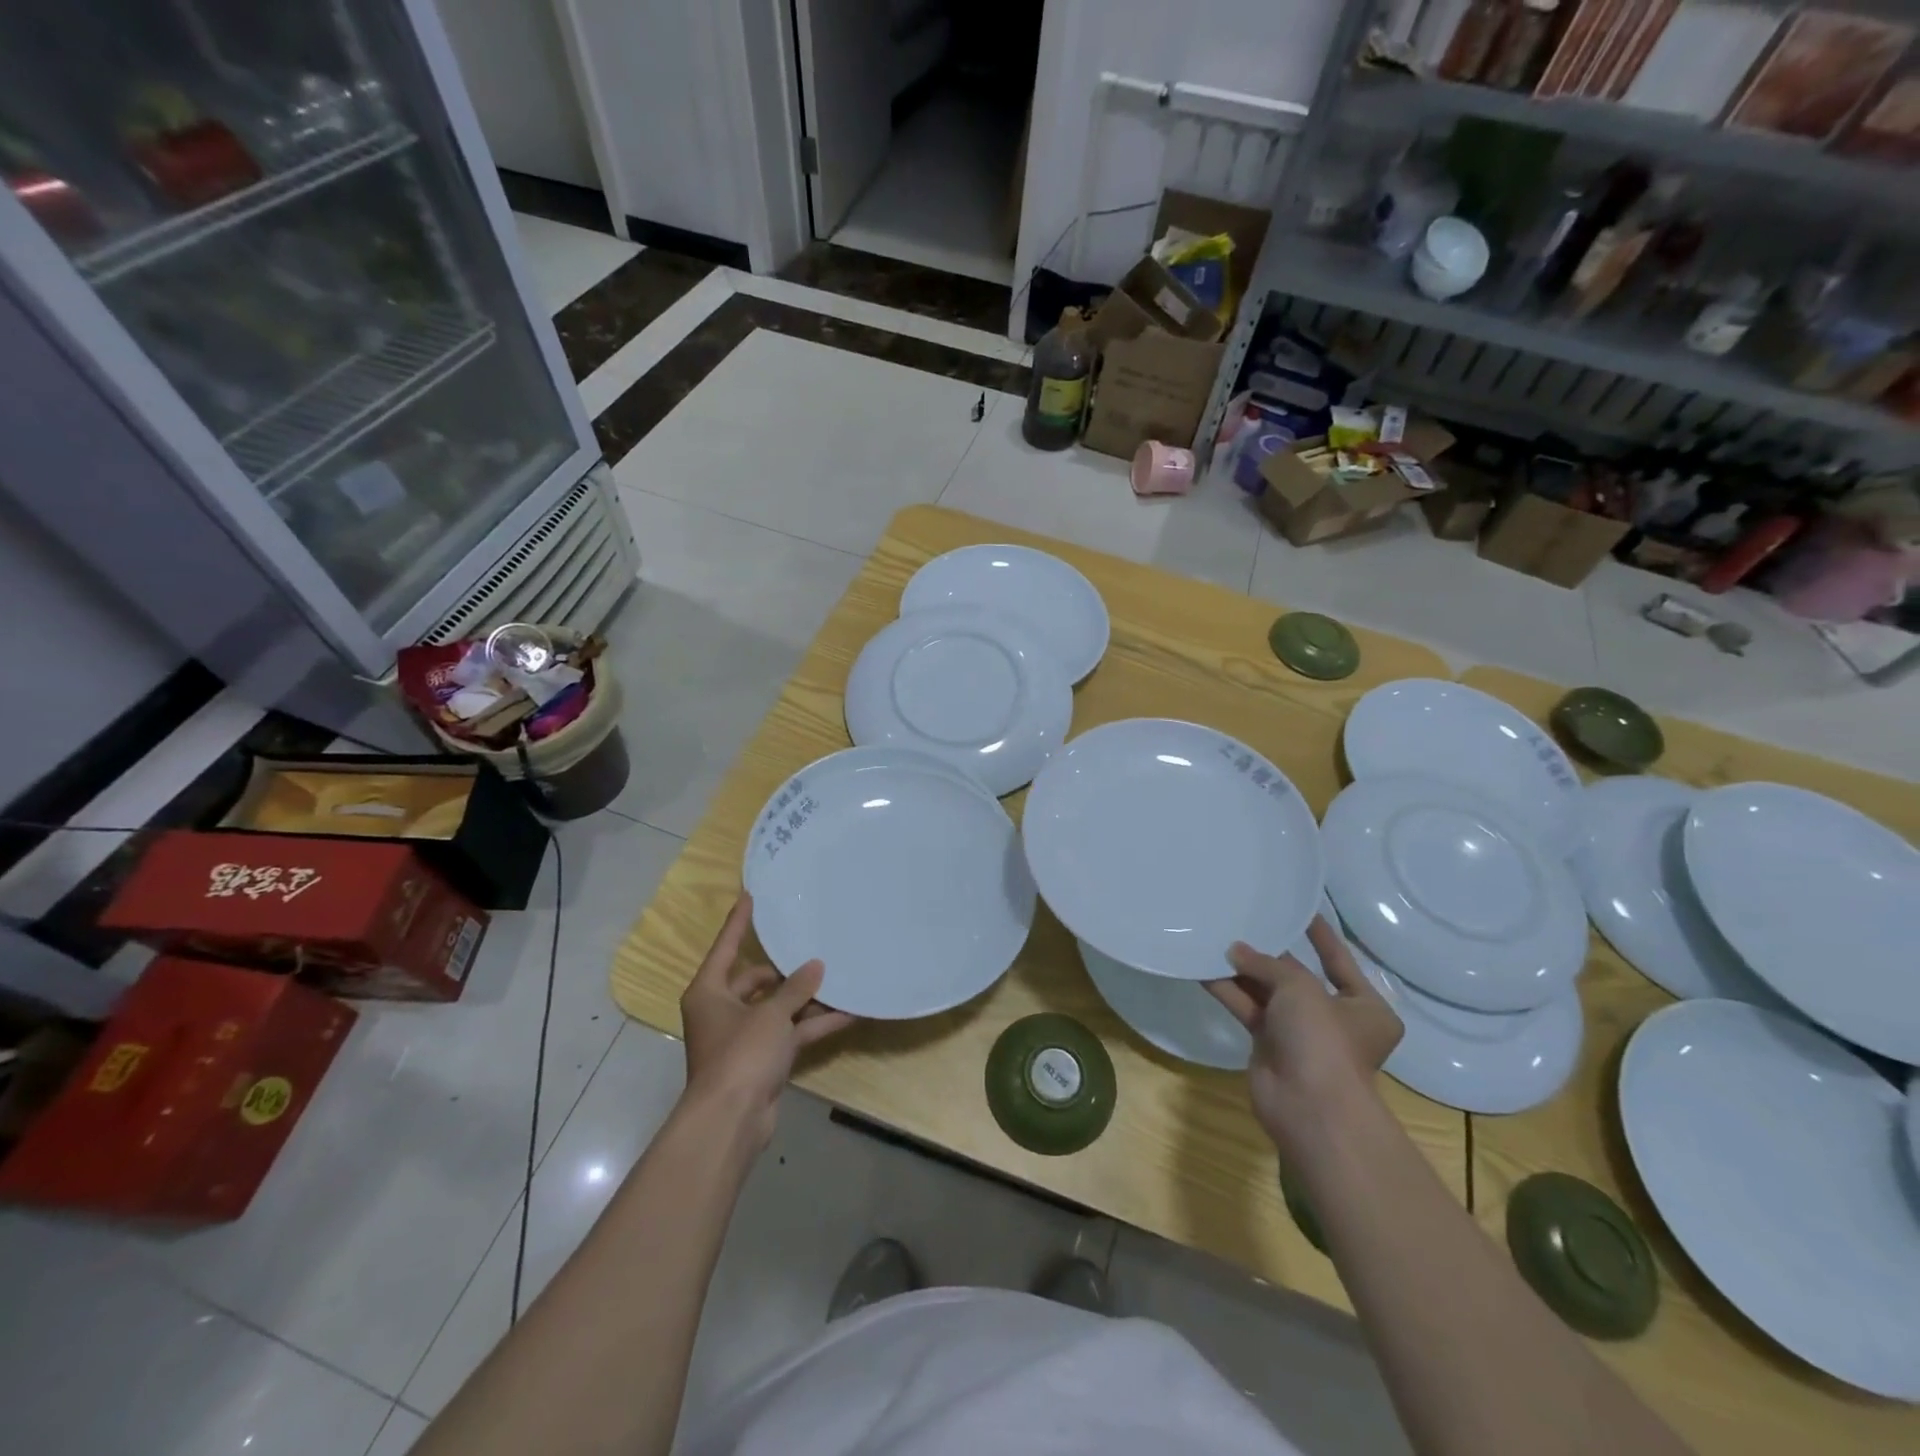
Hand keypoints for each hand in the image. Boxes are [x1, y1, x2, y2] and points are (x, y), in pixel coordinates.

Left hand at [679, 893, 854, 1148]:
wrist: (731, 1121)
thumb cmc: (740, 1055)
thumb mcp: (771, 1015)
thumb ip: (796, 988)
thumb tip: (816, 966)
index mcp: (709, 992)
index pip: (726, 946)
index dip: (739, 921)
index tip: (752, 895)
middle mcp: (722, 1010)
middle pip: (756, 980)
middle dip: (786, 970)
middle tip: (813, 947)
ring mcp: (743, 1037)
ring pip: (778, 1008)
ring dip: (806, 999)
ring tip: (838, 977)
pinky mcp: (762, 1060)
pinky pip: (791, 1033)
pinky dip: (814, 1026)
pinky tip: (848, 1014)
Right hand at [1206, 916, 1401, 1156]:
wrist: (1308, 1106)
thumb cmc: (1323, 1039)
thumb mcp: (1301, 988)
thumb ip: (1267, 964)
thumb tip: (1235, 951)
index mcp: (1365, 1006)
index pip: (1339, 960)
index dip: (1320, 935)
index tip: (1301, 909)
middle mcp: (1334, 1018)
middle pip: (1297, 976)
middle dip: (1268, 954)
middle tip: (1242, 922)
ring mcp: (1300, 1033)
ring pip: (1267, 992)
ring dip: (1242, 970)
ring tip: (1214, 939)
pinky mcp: (1269, 1045)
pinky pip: (1247, 1009)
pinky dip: (1228, 991)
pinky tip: (1203, 968)